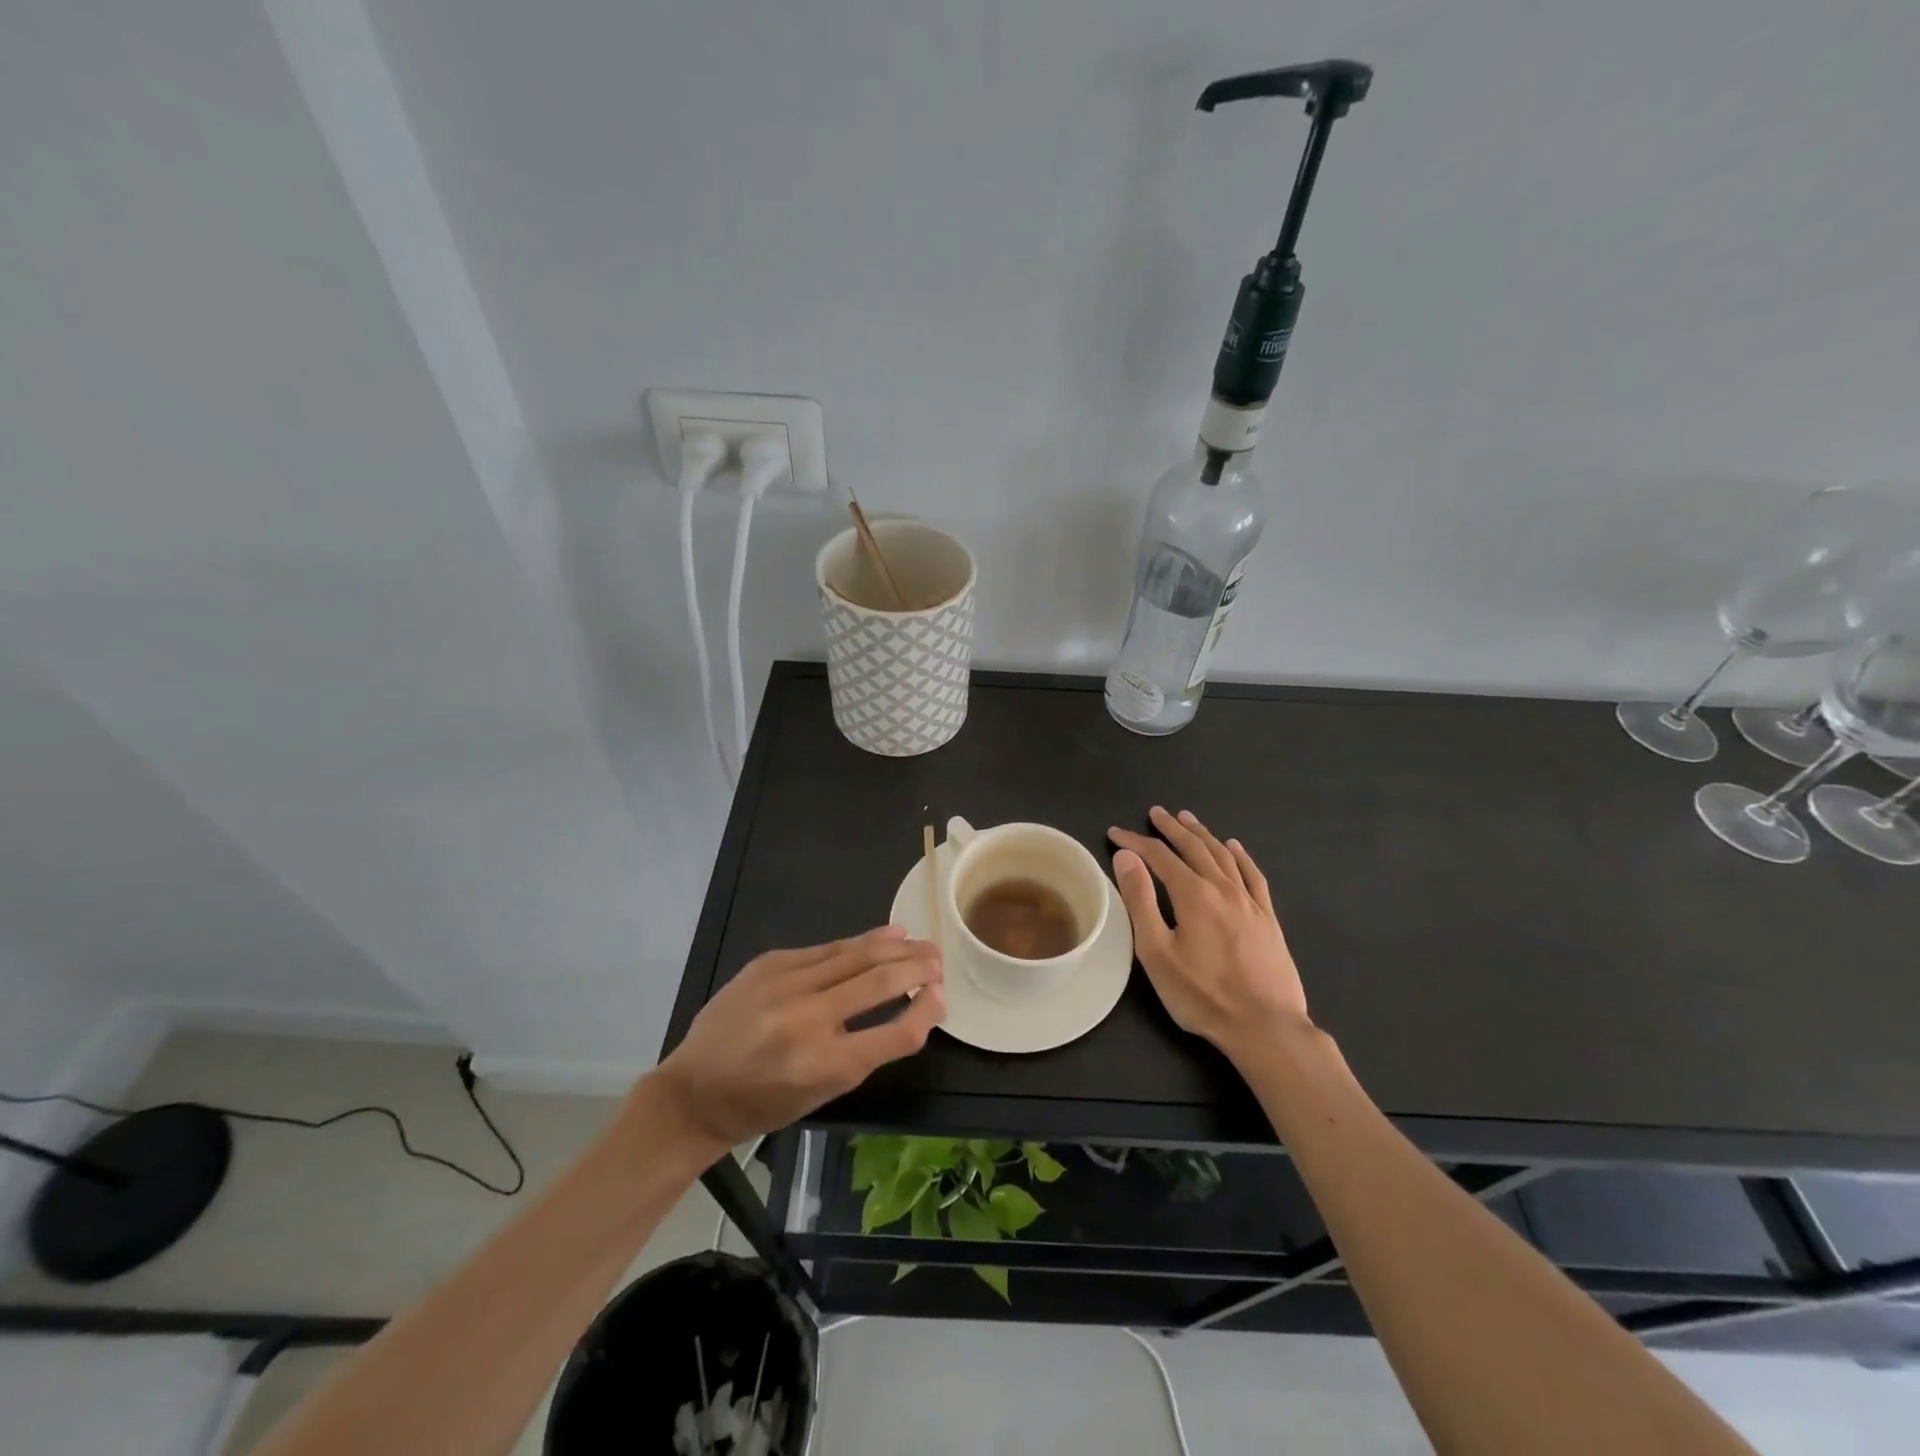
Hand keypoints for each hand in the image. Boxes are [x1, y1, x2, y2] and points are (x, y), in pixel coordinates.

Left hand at [647, 925, 943, 1153]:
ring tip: (921, 943)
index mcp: (824, 1066)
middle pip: (879, 981)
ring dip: (895, 946)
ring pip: (855, 954)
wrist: (694, 1090)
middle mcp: (807, 1020)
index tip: (941, 996)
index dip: (926, 1011)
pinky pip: (826, 949)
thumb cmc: (764, 1103)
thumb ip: (868, 1051)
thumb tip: (911, 1009)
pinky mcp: (769, 964)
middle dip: (918, 967)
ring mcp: (785, 985)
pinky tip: (884, 935)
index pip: (894, 1033)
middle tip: (939, 960)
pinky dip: (859, 942)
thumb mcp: (821, 1094)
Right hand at [1109, 807, 1308, 1059]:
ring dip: (1203, 834)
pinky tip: (1235, 847)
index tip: (1115, 833)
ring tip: (1188, 819)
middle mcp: (1223, 889)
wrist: (1266, 1027)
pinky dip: (1241, 856)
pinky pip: (1253, 875)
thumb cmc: (1203, 995)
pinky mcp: (1268, 919)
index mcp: (1193, 895)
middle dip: (1172, 828)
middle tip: (1156, 812)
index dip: (1136, 842)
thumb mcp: (1157, 952)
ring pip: (1224, 856)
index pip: (1159, 856)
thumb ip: (1140, 901)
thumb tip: (1126, 857)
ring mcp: (1250, 902)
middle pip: (1195, 848)